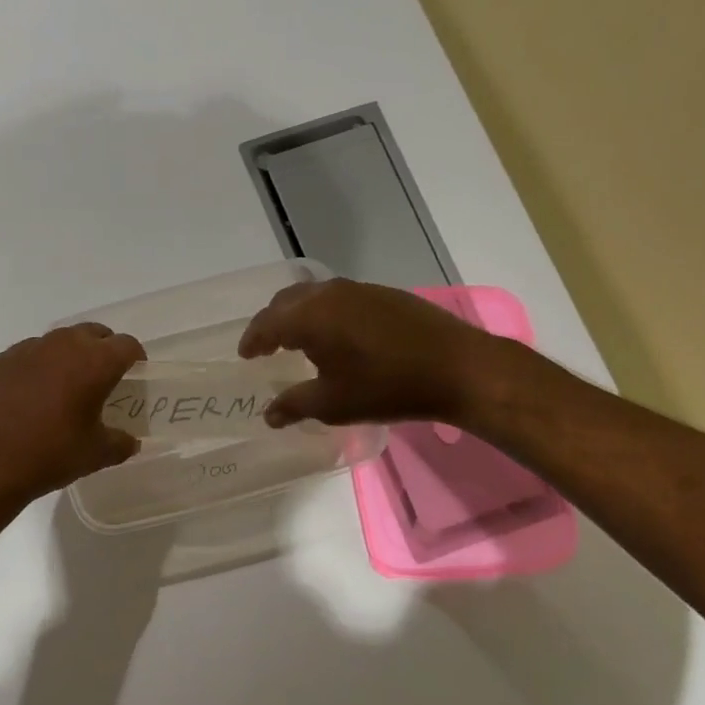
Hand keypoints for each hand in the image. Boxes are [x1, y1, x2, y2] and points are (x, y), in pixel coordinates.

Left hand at [0, 323, 144, 526]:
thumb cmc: (52, 455)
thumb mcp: (97, 454)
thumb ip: (121, 443)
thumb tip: (129, 441)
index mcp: (94, 362)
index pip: (126, 345)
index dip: (135, 358)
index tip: (134, 375)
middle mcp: (61, 345)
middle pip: (92, 333)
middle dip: (103, 350)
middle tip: (103, 378)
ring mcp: (26, 350)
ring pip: (57, 341)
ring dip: (68, 356)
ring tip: (65, 387)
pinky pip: (27, 356)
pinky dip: (36, 368)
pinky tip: (29, 397)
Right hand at [238, 279, 520, 428]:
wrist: (457, 368)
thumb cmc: (386, 387)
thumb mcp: (333, 404)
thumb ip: (294, 405)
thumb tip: (269, 415)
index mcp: (310, 317)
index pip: (267, 323)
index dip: (253, 340)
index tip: (246, 355)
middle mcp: (329, 294)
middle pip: (287, 301)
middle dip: (271, 322)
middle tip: (266, 345)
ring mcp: (359, 290)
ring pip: (314, 295)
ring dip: (298, 314)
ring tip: (297, 339)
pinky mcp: (384, 294)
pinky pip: (338, 298)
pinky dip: (324, 313)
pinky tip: (336, 335)